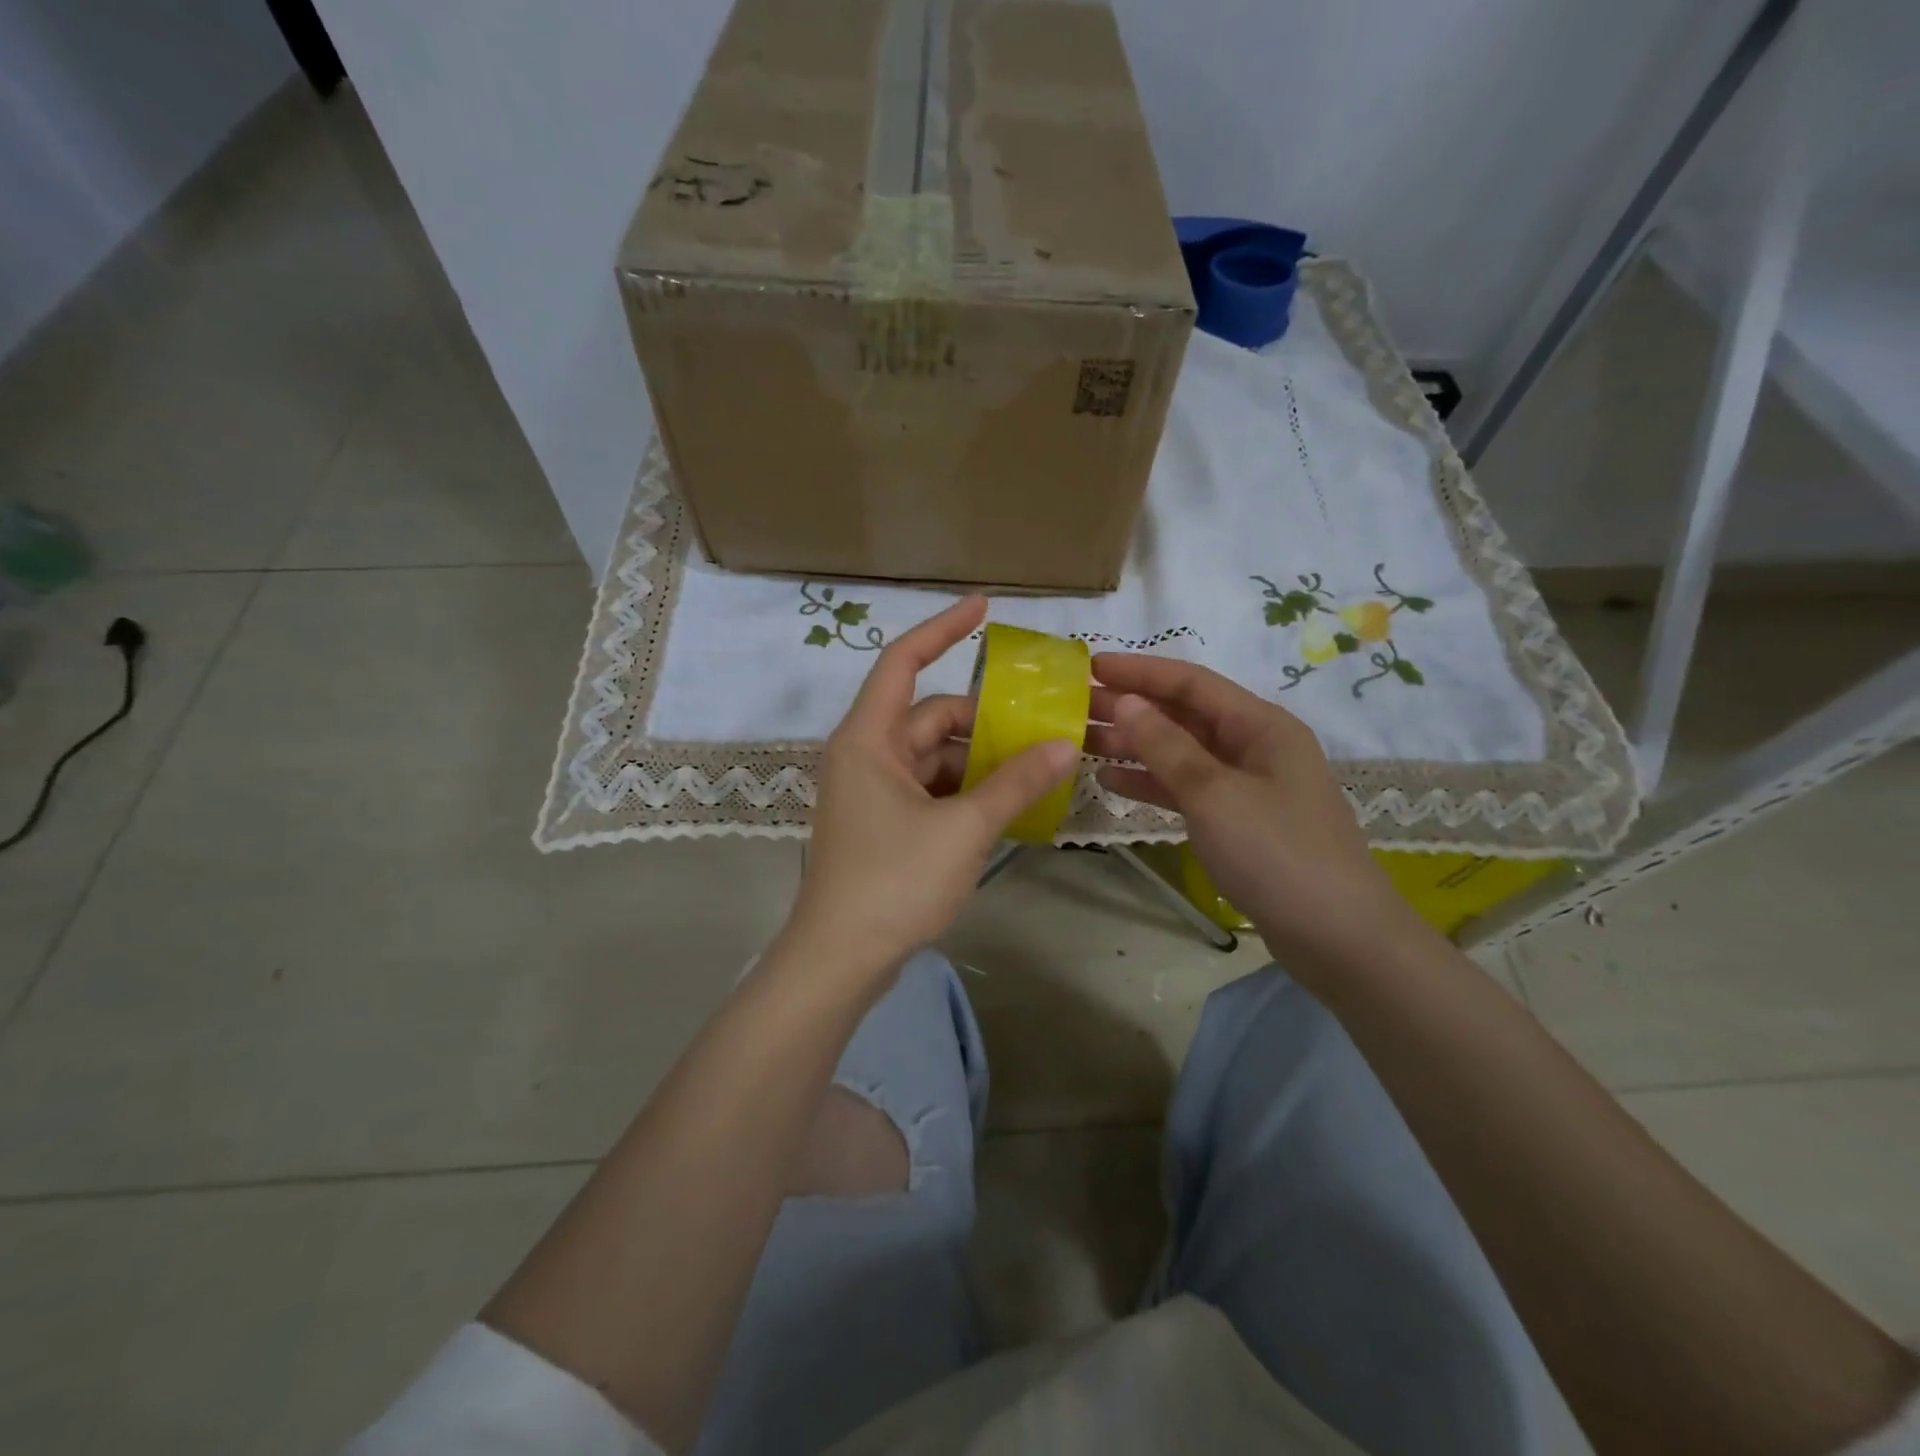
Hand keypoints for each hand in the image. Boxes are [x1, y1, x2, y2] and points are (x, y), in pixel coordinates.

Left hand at [788, 597, 1077, 986]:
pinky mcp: (882, 823)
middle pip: (931, 717)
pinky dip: (965, 793)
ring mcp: (872, 792)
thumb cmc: (894, 882)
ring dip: (980, 762)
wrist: (841, 959)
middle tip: (1043, 731)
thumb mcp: (964, 829)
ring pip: (935, 758)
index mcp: (869, 739)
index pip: (903, 662)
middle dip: (985, 723)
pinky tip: (1005, 806)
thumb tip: (1065, 745)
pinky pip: (930, 790)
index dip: (943, 628)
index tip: (985, 607)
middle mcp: (866, 755)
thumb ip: (1016, 783)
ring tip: (1036, 771)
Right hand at [1086, 653, 1421, 966]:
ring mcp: (1246, 785)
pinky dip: (1152, 782)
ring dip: (1135, 745)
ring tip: (1083, 740)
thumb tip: (1126, 701)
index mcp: (1260, 725)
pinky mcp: (1237, 821)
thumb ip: (1166, 746)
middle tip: (1075, 706)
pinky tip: (1111, 781)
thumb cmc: (1276, 853)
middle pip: (1183, 715)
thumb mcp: (1214, 794)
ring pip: (1180, 752)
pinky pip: (1187, 788)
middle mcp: (1254, 746)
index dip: (1139, 671)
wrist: (1337, 937)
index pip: (1191, 682)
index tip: (1090, 666)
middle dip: (1131, 707)